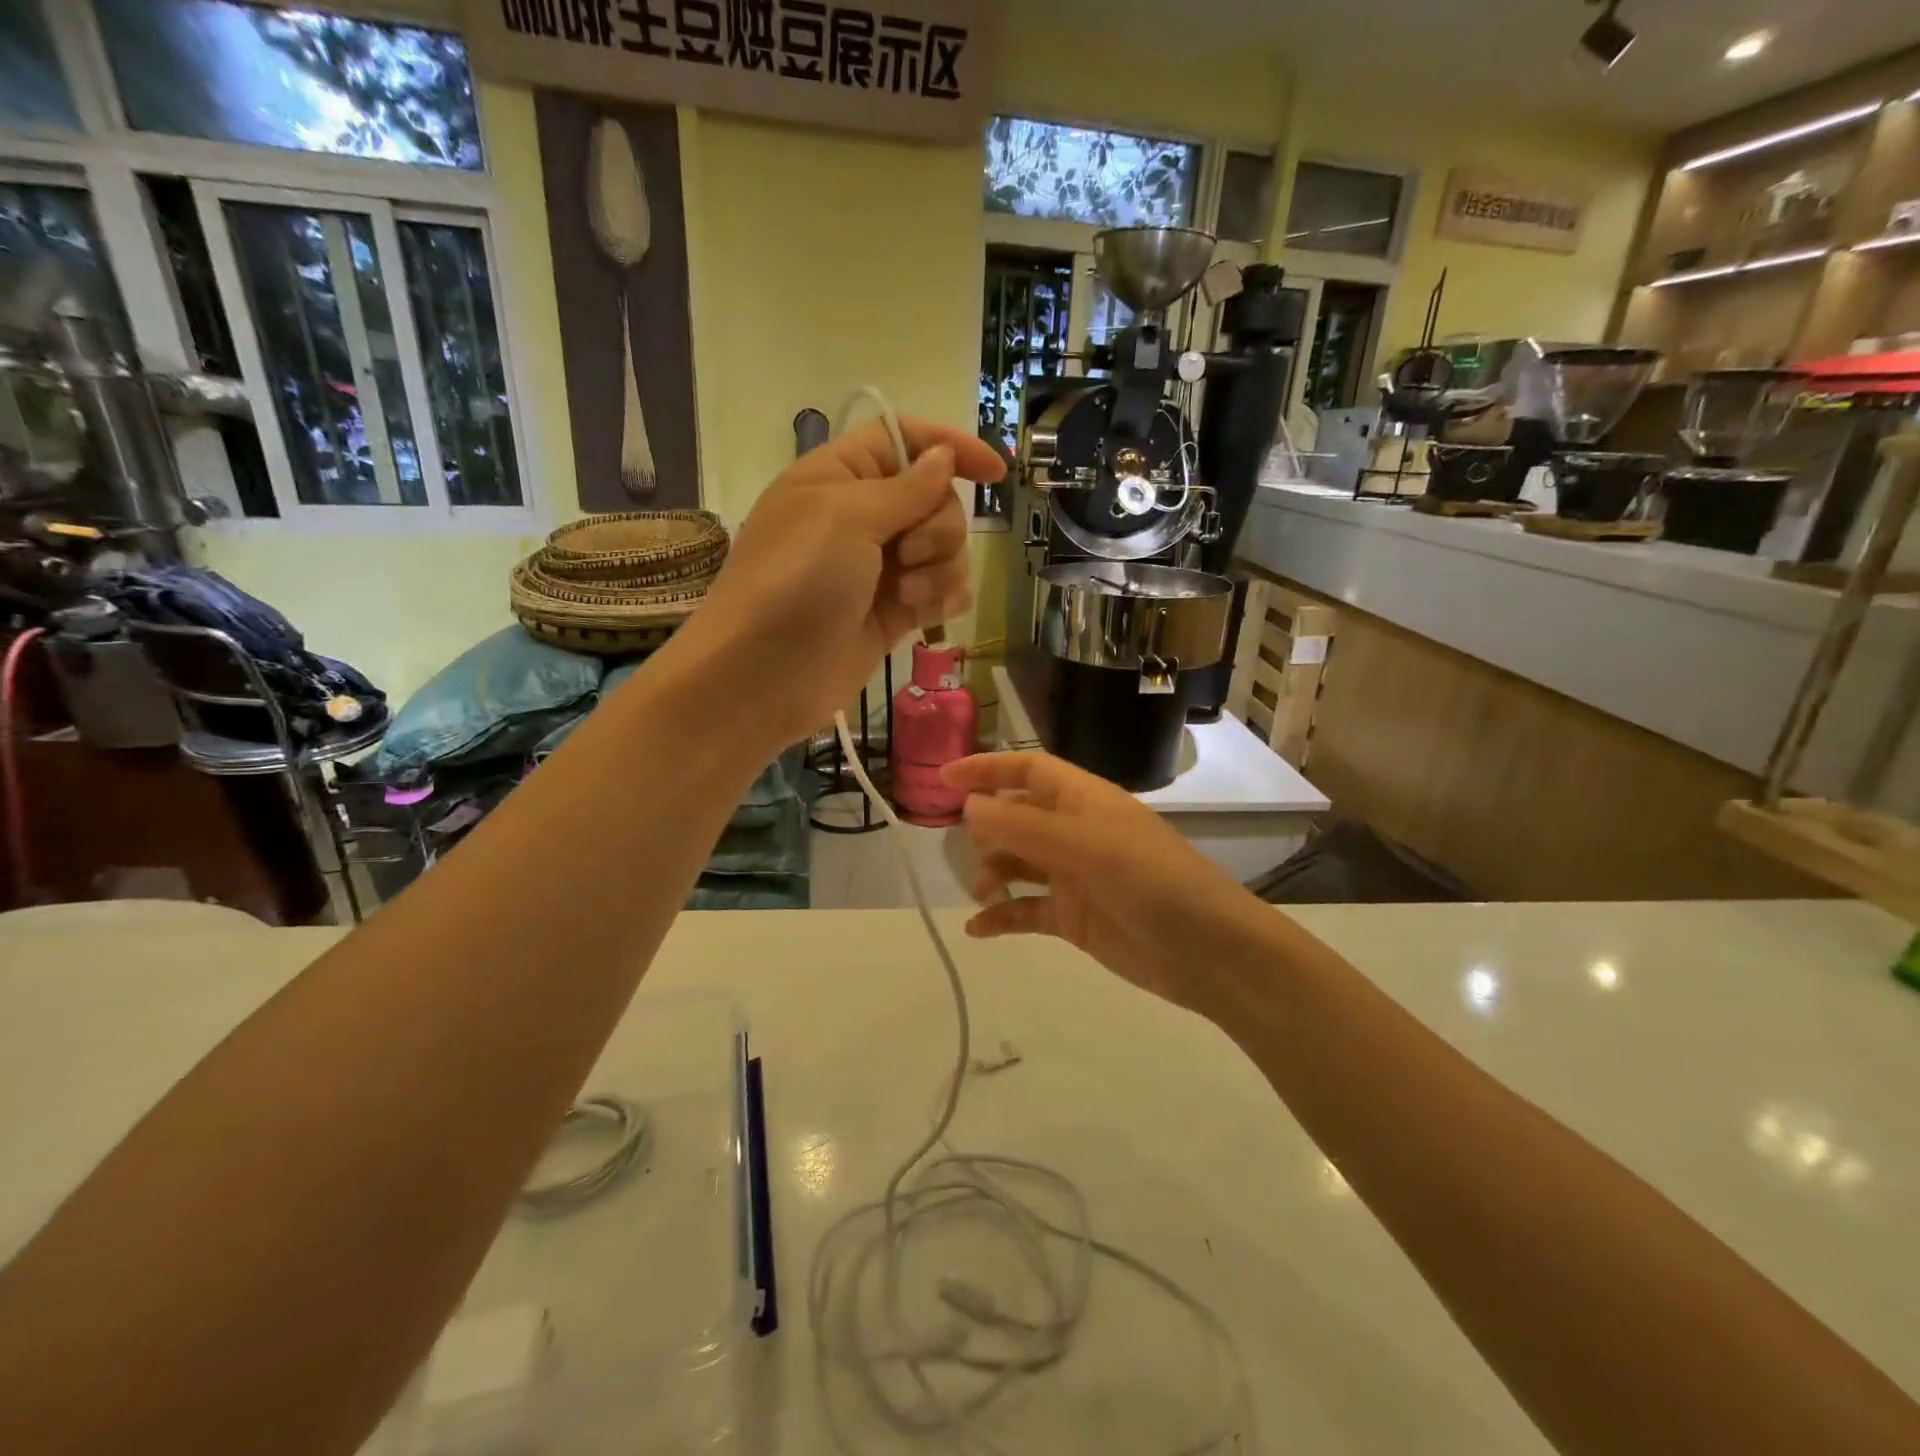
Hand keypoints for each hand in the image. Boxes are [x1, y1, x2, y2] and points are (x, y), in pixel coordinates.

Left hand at [682, 420, 1004, 747]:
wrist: (764, 676)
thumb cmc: (796, 582)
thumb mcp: (847, 517)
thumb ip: (906, 487)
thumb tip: (944, 456)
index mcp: (840, 476)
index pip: (905, 440)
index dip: (951, 448)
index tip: (996, 472)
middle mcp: (862, 517)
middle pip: (935, 499)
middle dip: (938, 526)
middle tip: (908, 555)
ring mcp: (879, 568)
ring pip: (945, 549)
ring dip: (941, 568)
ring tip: (908, 595)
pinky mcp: (893, 613)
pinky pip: (941, 591)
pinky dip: (943, 598)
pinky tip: (929, 613)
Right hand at [942, 752, 1271, 1013]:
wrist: (1210, 954)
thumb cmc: (1154, 882)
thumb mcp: (1087, 847)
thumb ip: (1025, 827)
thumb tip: (969, 806)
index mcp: (1085, 800)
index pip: (1028, 770)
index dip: (988, 769)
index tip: (944, 778)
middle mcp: (1076, 833)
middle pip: (1018, 817)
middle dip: (987, 828)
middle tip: (968, 849)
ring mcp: (1075, 877)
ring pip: (1018, 864)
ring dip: (993, 874)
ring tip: (984, 894)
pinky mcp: (1075, 919)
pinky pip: (1028, 911)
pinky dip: (1002, 918)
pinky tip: (978, 930)